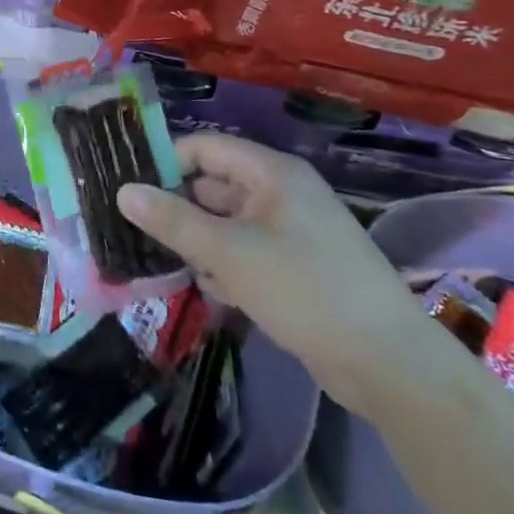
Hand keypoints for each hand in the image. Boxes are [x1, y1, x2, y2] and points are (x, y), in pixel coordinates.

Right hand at [118, 132, 436, 418]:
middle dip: (177, 208)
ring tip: (162, 262)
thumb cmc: (305, 290)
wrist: (390, 366)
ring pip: (226, 224)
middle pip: (214, 186)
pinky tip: (210, 292)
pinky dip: (224, 266)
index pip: (205, 148)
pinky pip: (246, 253)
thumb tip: (123, 191)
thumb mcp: (229, 253)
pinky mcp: (297, 268)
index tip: (127, 187)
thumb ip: (173, 220)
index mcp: (272, 174)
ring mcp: (291, 232)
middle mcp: (281, 194)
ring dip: (198, 242)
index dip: (166, 161)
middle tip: (132, 228)